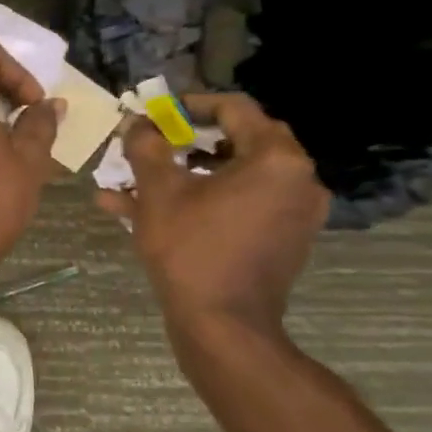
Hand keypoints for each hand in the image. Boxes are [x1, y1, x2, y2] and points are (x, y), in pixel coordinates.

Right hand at [96, 93, 328, 333]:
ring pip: (232, 176)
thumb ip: (147, 147)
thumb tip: (138, 123)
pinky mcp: (282, 239)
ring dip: (184, 173)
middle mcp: (297, 179)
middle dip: (184, 141)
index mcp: (276, 158)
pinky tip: (145, 210)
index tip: (156, 113)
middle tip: (150, 143)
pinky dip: (201, 200)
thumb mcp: (159, 191)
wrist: (223, 327)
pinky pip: (238, 204)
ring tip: (134, 181)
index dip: (189, 105)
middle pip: (236, 140)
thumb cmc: (192, 249)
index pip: (234, 108)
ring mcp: (293, 212)